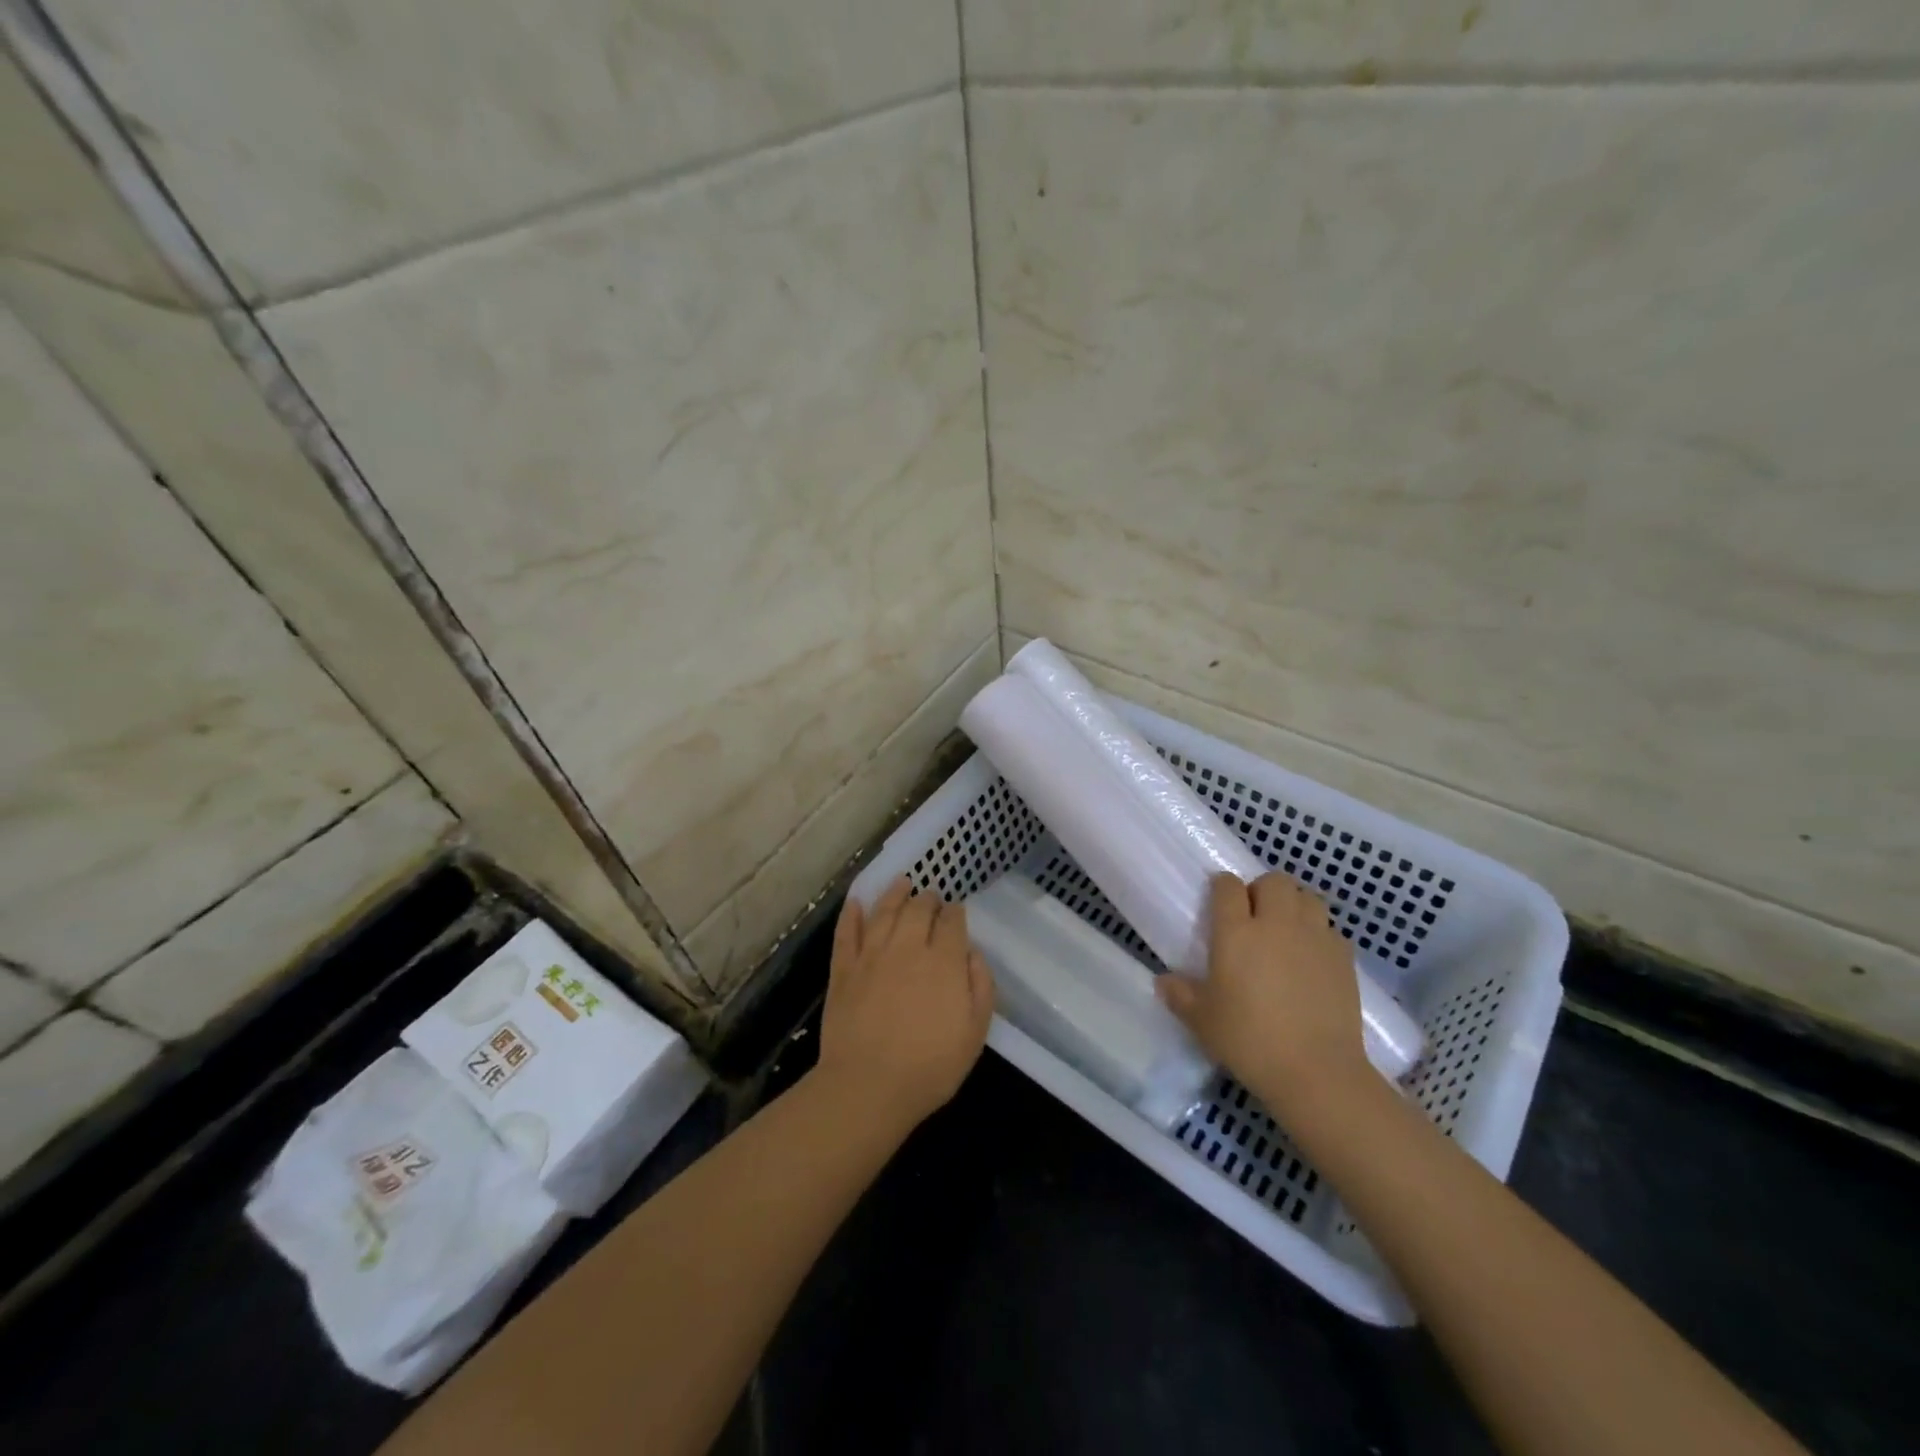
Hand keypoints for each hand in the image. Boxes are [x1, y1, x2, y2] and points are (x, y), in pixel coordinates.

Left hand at [813, 878, 994, 1131]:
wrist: (868, 1086)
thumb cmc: (930, 1066)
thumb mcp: (975, 1032)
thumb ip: (981, 987)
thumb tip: (972, 954)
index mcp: (943, 960)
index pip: (952, 921)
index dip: (956, 913)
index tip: (956, 913)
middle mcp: (907, 947)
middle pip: (918, 909)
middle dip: (928, 899)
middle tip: (931, 897)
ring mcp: (871, 955)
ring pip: (884, 911)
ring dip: (894, 893)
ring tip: (902, 883)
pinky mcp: (843, 969)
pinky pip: (847, 932)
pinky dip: (851, 914)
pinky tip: (856, 901)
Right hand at [1158, 872, 1371, 1124]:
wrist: (1316, 1071)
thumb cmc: (1250, 1041)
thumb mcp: (1202, 1021)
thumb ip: (1180, 995)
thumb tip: (1163, 981)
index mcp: (1236, 932)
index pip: (1227, 886)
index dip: (1222, 888)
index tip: (1218, 903)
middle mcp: (1276, 923)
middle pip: (1273, 881)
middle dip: (1262, 890)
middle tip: (1254, 916)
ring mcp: (1314, 937)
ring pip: (1307, 897)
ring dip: (1294, 905)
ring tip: (1286, 930)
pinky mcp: (1344, 957)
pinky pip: (1330, 929)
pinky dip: (1319, 934)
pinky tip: (1311, 959)